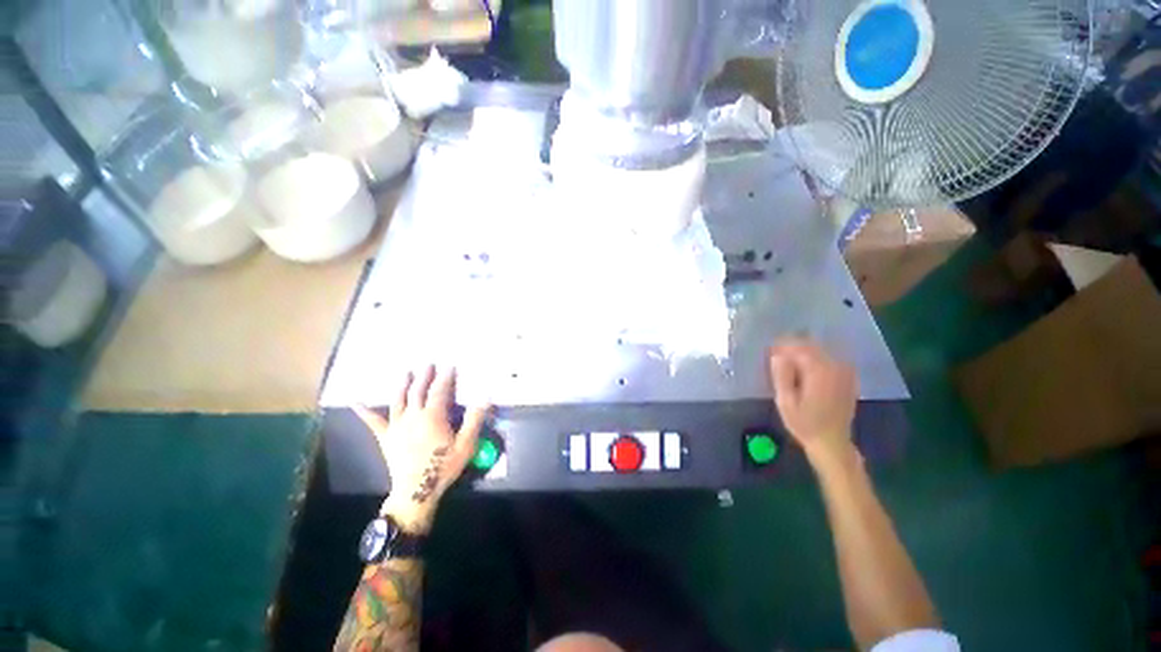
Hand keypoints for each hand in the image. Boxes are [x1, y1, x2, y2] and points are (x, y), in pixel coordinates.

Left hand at [354, 366, 489, 533]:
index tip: (450, 366)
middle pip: (418, 391)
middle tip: (428, 364)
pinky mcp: (386, 437)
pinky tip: (356, 402)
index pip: (440, 391)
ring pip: (399, 400)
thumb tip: (485, 397)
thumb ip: (474, 419)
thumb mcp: (466, 444)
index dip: (446, 377)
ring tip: (406, 373)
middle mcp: (413, 416)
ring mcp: (397, 426)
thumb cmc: (443, 467)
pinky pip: (374, 422)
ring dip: (403, 385)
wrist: (416, 491)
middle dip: (425, 376)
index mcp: (433, 416)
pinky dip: (365, 411)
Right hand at [768, 338, 857, 460]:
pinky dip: (814, 360)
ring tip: (788, 364)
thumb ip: (781, 375)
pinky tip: (805, 371)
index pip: (798, 346)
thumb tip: (777, 355)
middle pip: (810, 345)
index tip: (769, 351)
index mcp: (819, 371)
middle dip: (792, 348)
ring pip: (819, 351)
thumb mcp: (785, 402)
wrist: (832, 442)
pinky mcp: (847, 378)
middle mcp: (835, 367)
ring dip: (802, 353)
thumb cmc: (804, 424)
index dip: (782, 346)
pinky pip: (828, 360)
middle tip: (776, 358)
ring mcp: (844, 372)